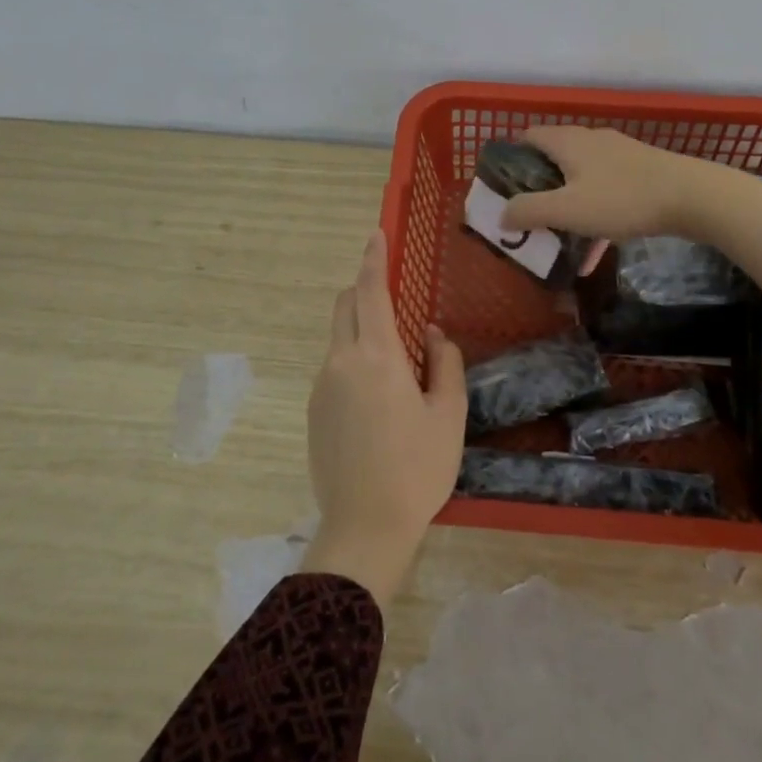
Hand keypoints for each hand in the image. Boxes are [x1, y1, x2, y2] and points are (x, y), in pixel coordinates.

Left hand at [299, 229, 466, 606]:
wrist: (365, 526)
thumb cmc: (417, 468)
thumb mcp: (448, 415)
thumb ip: (443, 364)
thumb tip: (430, 334)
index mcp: (377, 358)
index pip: (371, 292)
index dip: (374, 259)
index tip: (376, 234)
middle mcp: (341, 362)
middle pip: (345, 306)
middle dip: (364, 289)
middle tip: (394, 300)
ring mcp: (322, 386)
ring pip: (338, 337)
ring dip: (361, 329)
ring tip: (396, 363)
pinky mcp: (314, 410)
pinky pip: (334, 367)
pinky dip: (353, 359)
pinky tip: (378, 399)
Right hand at [499, 125, 705, 243]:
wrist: (692, 196)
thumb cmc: (621, 199)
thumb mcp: (567, 210)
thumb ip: (529, 211)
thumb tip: (502, 216)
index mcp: (567, 141)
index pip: (528, 136)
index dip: (511, 158)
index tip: (503, 187)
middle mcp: (590, 139)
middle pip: (553, 157)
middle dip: (537, 185)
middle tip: (527, 214)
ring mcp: (618, 154)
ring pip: (580, 176)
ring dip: (566, 201)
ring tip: (558, 232)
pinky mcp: (640, 170)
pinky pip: (604, 190)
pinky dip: (593, 211)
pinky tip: (596, 246)